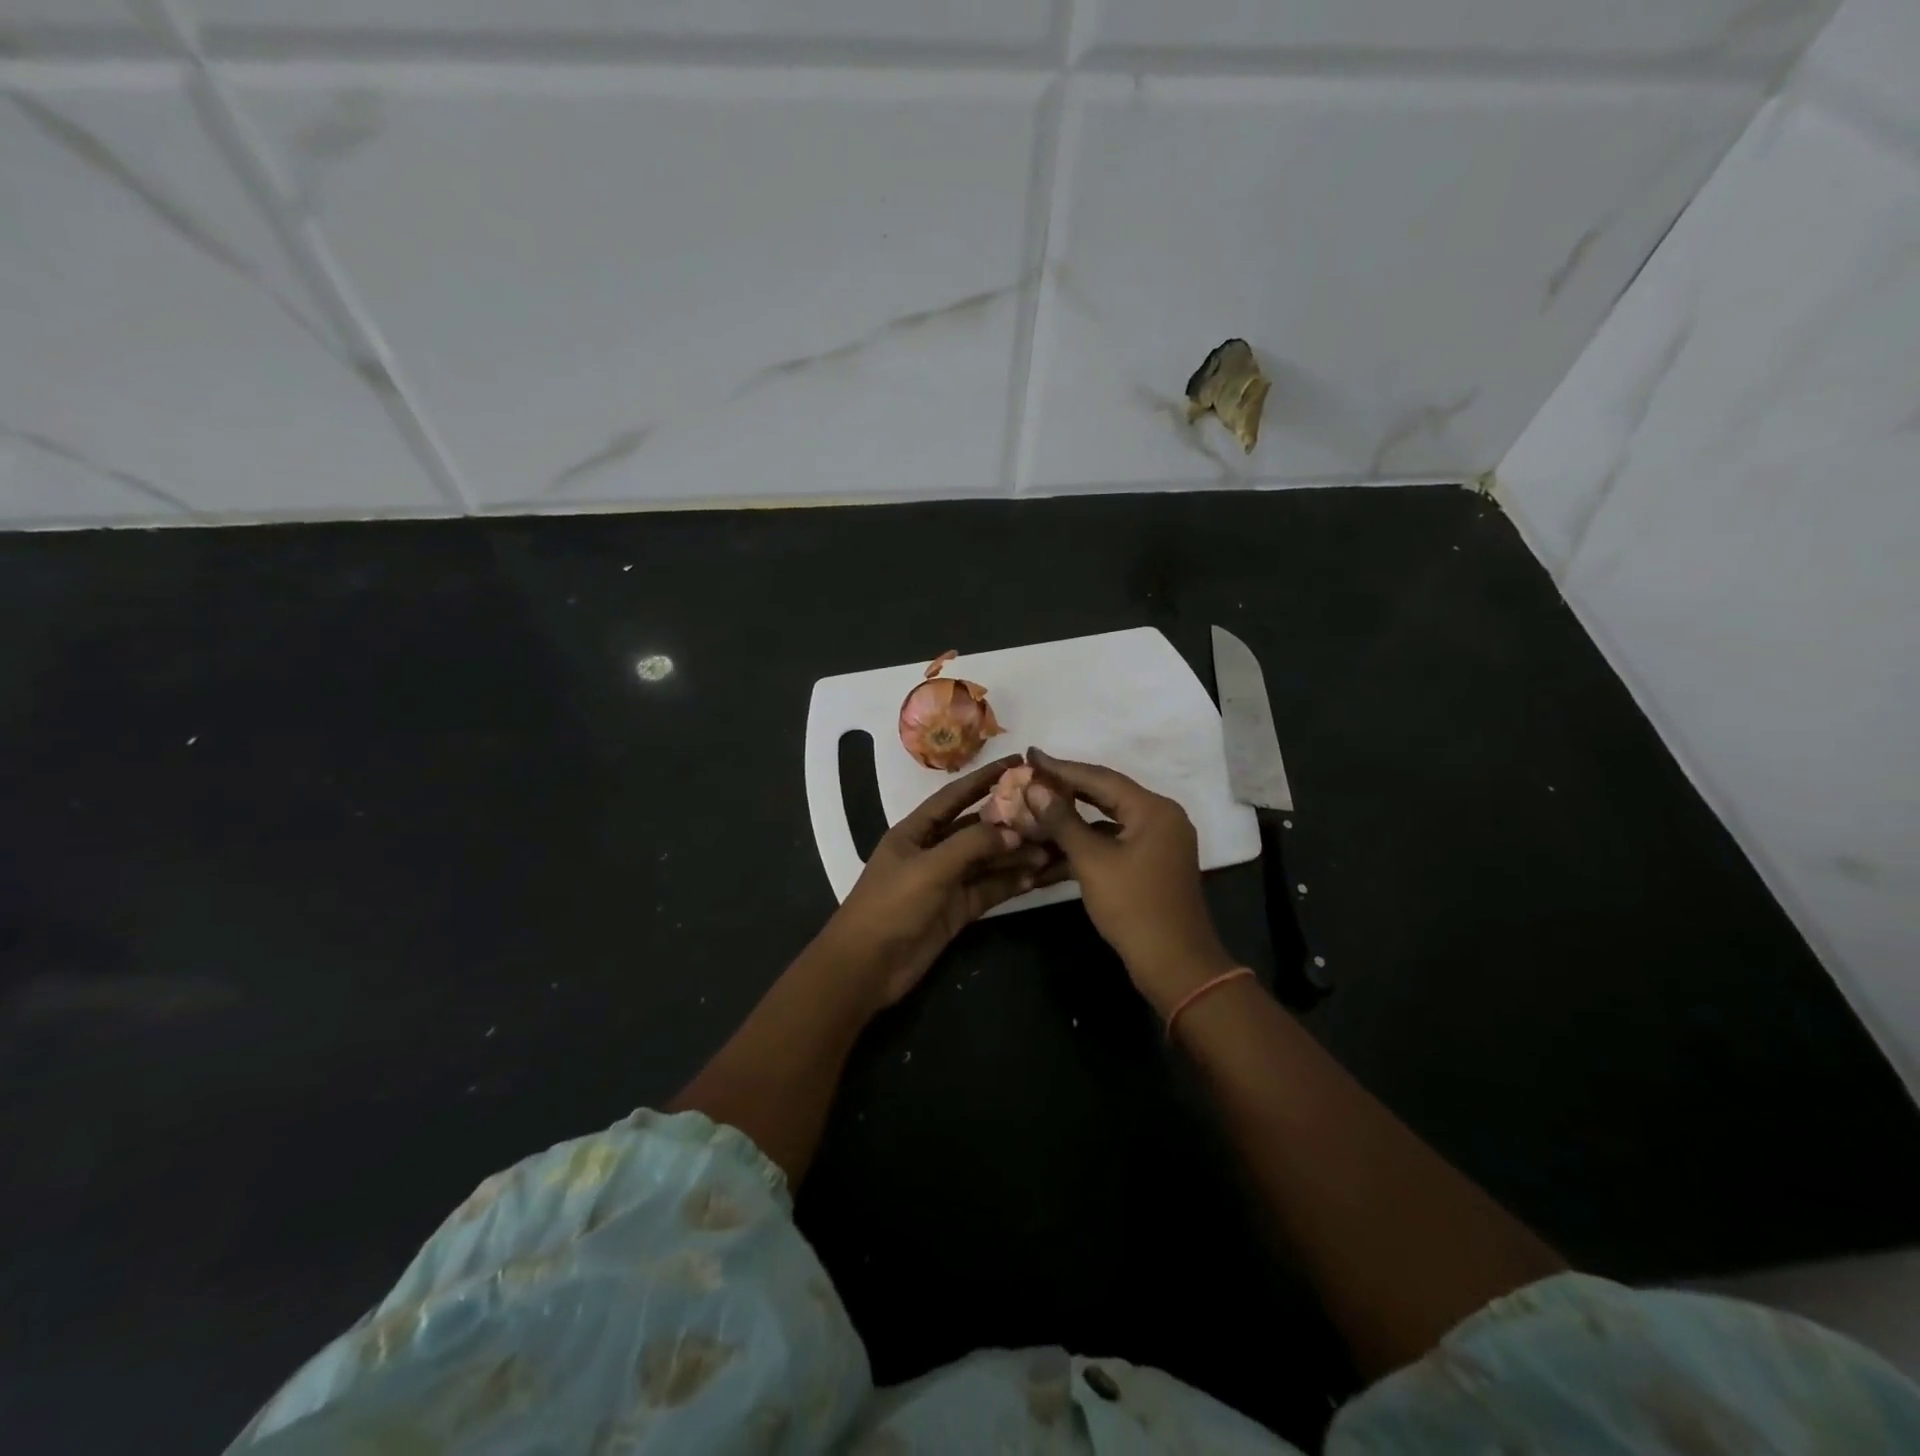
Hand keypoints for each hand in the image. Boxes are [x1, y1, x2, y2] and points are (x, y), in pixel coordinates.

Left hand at [820, 754, 1054, 1008]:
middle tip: (1047, 810)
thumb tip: (1013, 830)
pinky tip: (1037, 876)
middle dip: (1009, 820)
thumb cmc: (891, 905)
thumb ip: (972, 845)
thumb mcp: (930, 867)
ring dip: (1015, 854)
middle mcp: (933, 851)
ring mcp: (946, 882)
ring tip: (1051, 847)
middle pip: (976, 828)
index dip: (984, 778)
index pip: (955, 796)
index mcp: (916, 831)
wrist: (868, 966)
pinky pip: (989, 889)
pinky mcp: (957, 910)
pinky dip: (1011, 882)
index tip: (1018, 762)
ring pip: (987, 861)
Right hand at [1026, 749, 1236, 1012]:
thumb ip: (1062, 821)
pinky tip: (1053, 848)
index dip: (1061, 768)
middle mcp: (1160, 817)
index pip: (1100, 777)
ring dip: (1072, 820)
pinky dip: (1086, 844)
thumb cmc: (1133, 906)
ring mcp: (1157, 842)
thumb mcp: (1092, 861)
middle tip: (1029, 777)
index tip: (1030, 755)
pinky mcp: (1151, 864)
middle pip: (1105, 795)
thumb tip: (1034, 787)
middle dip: (1065, 790)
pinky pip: (1113, 842)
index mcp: (1153, 809)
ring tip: (1035, 810)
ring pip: (1107, 821)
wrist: (1174, 965)